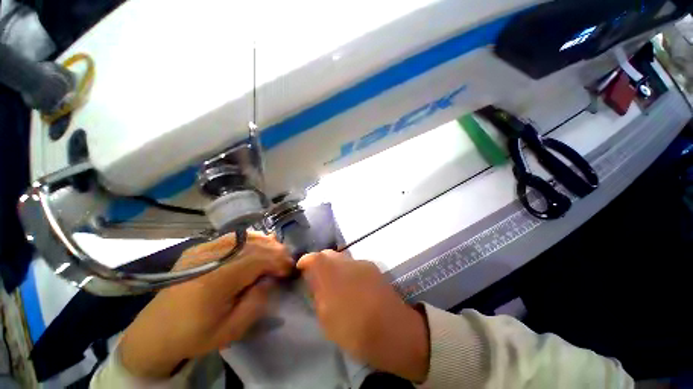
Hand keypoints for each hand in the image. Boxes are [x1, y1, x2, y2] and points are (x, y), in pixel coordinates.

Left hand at [119, 232, 293, 378]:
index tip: (291, 271)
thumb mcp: (232, 329)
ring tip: (277, 254)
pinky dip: (251, 240)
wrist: (155, 331)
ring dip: (266, 244)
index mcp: (215, 279)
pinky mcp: (201, 247)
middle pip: (254, 244)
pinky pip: (234, 237)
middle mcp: (210, 257)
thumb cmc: (195, 335)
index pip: (258, 259)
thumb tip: (271, 278)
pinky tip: (259, 246)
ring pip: (246, 237)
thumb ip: (258, 301)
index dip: (280, 261)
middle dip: (277, 251)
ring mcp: (203, 248)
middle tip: (287, 262)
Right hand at [297, 250, 429, 381]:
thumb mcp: (326, 318)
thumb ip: (317, 294)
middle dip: (320, 262)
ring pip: (342, 258)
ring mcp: (361, 262)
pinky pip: (355, 263)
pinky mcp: (373, 267)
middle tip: (318, 279)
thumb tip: (314, 281)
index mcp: (330, 274)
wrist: (393, 330)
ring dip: (335, 266)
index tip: (301, 270)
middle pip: (327, 253)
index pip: (313, 258)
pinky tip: (353, 286)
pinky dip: (348, 270)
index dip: (305, 262)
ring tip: (337, 284)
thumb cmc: (354, 330)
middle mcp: (345, 262)